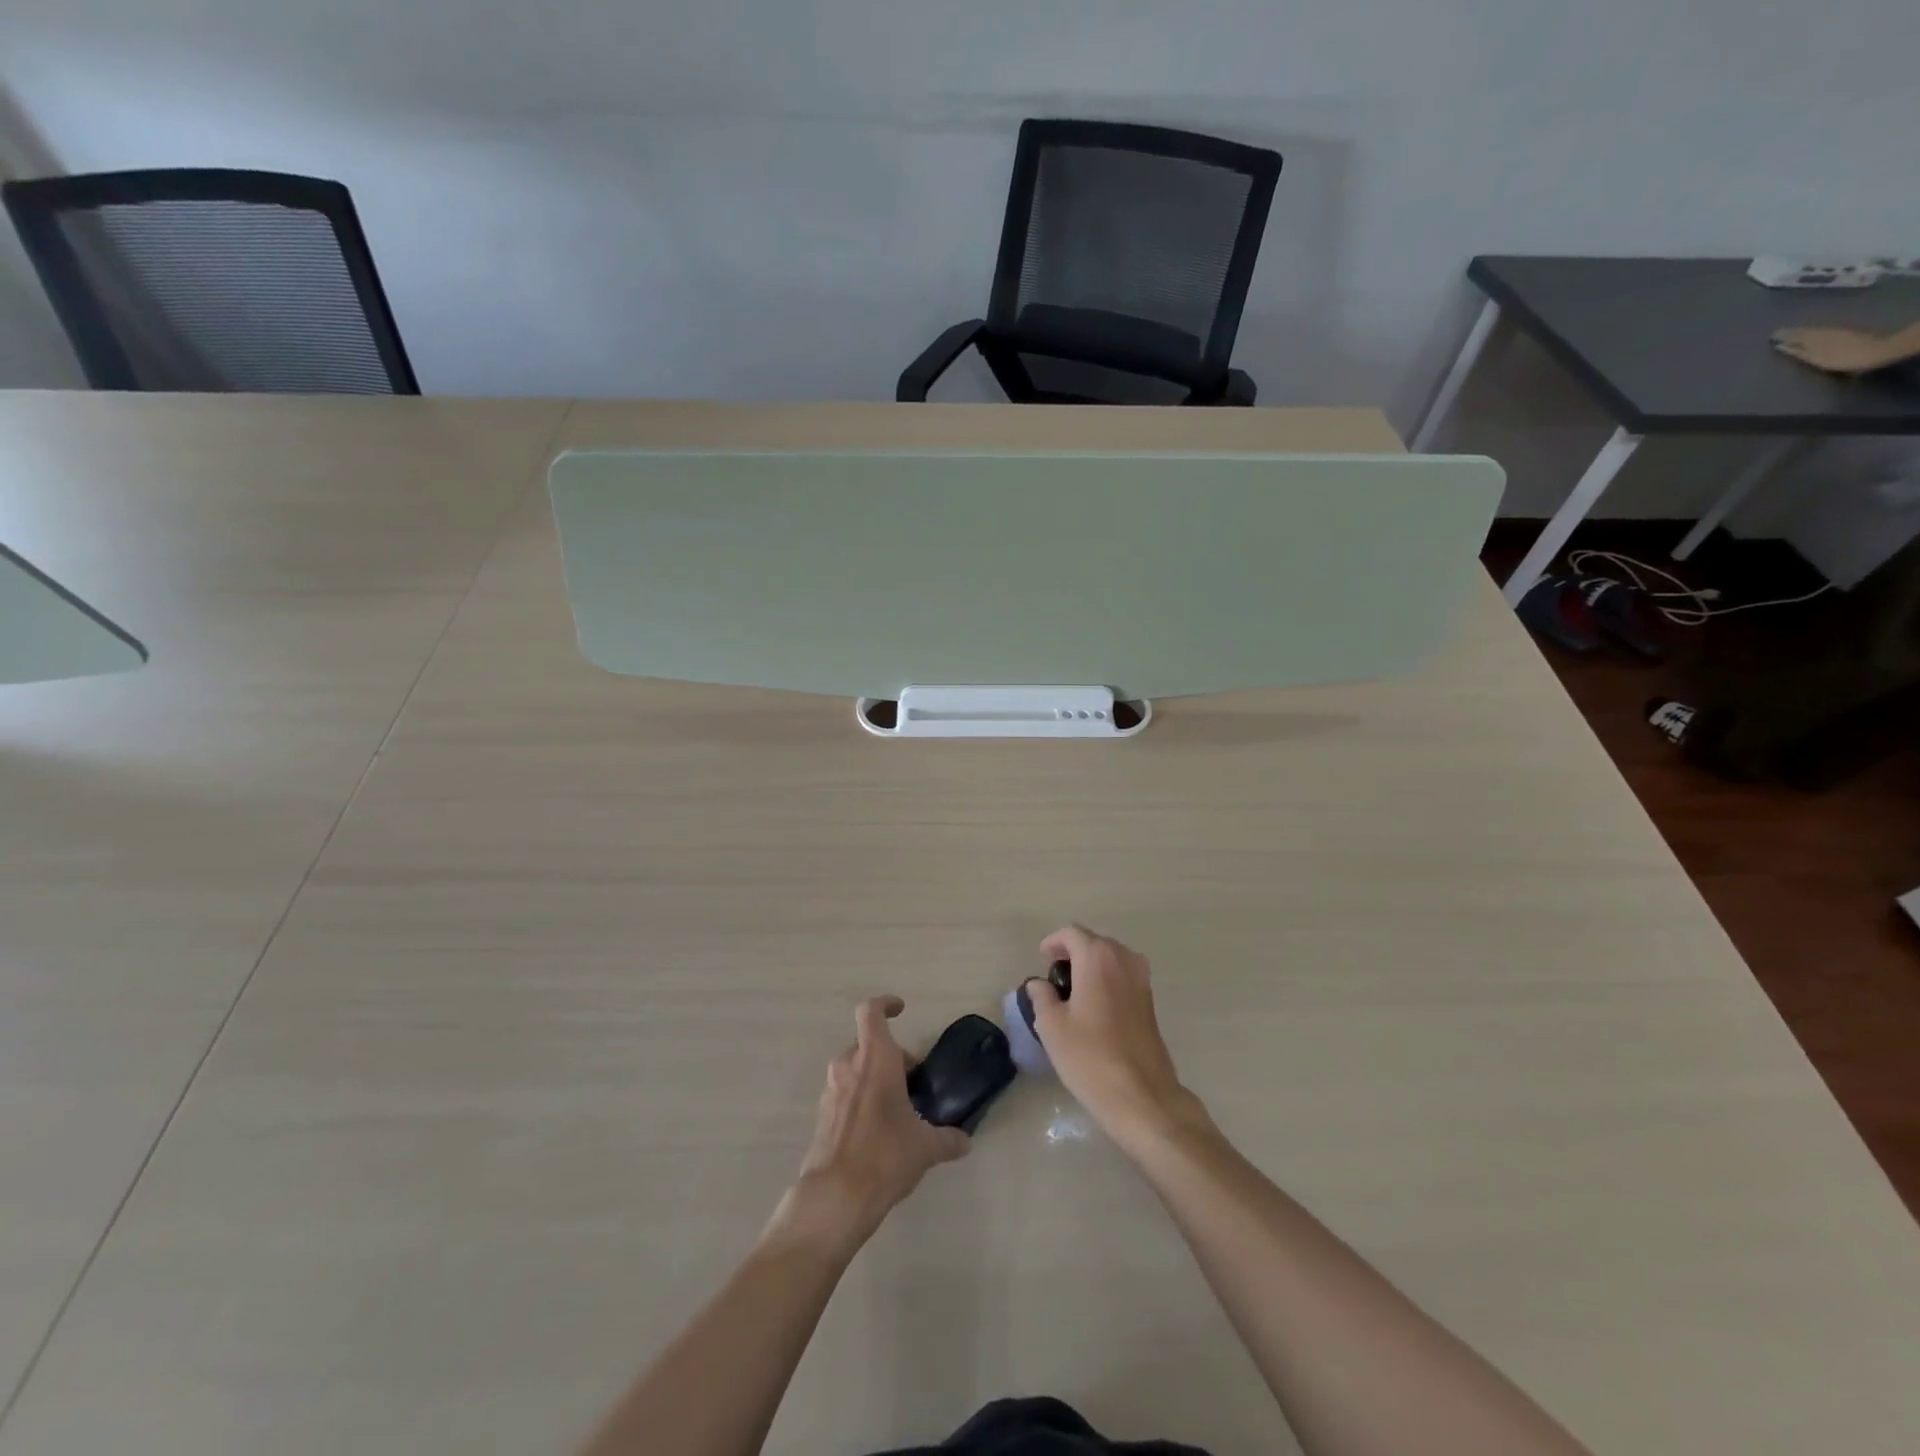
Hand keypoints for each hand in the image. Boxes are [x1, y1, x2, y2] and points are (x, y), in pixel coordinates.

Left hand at [770, 996, 969, 1257]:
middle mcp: (849, 1066)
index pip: (871, 1012)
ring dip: (875, 1078)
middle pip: (868, 1044)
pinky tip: (878, 1130)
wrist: (835, 1198)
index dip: (885, 1004)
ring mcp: (831, 1091)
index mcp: (875, 1059)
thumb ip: (947, 1139)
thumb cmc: (885, 1156)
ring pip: (855, 1069)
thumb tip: (965, 1141)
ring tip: (898, 1108)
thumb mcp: (925, 1148)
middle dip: (892, 1056)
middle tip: (913, 1081)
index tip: (901, 1010)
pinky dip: (861, 1099)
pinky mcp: (822, 1116)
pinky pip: (845, 1093)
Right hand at [1023, 926, 1206, 1156]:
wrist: (1142, 1096)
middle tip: (1053, 980)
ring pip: (1110, 959)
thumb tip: (1038, 984)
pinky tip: (1094, 1009)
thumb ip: (1041, 996)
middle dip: (1071, 954)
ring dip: (1090, 967)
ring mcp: (1142, 979)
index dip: (1052, 944)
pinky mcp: (1150, 1001)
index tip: (1041, 963)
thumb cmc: (1090, 1056)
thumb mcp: (1051, 1025)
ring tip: (1072, 995)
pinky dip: (1106, 981)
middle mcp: (1124, 958)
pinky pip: (1122, 976)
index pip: (1071, 934)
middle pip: (1093, 942)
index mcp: (1098, 957)